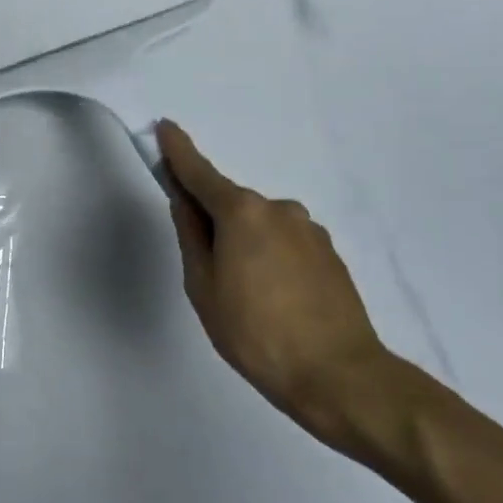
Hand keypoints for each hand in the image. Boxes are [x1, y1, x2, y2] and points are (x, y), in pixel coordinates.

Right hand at [158, 120, 410, 454]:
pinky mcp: (329, 253)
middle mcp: (278, 209)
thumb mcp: (203, 286)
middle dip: (213, 222)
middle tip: (208, 272)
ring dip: (244, 244)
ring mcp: (309, 229)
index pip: (200, 172)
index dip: (178, 151)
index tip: (165, 127)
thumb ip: (191, 235)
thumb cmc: (254, 332)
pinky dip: (270, 258)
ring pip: (260, 226)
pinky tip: (275, 299)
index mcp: (241, 212)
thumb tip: (184, 200)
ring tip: (247, 297)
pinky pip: (284, 243)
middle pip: (231, 204)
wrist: (338, 375)